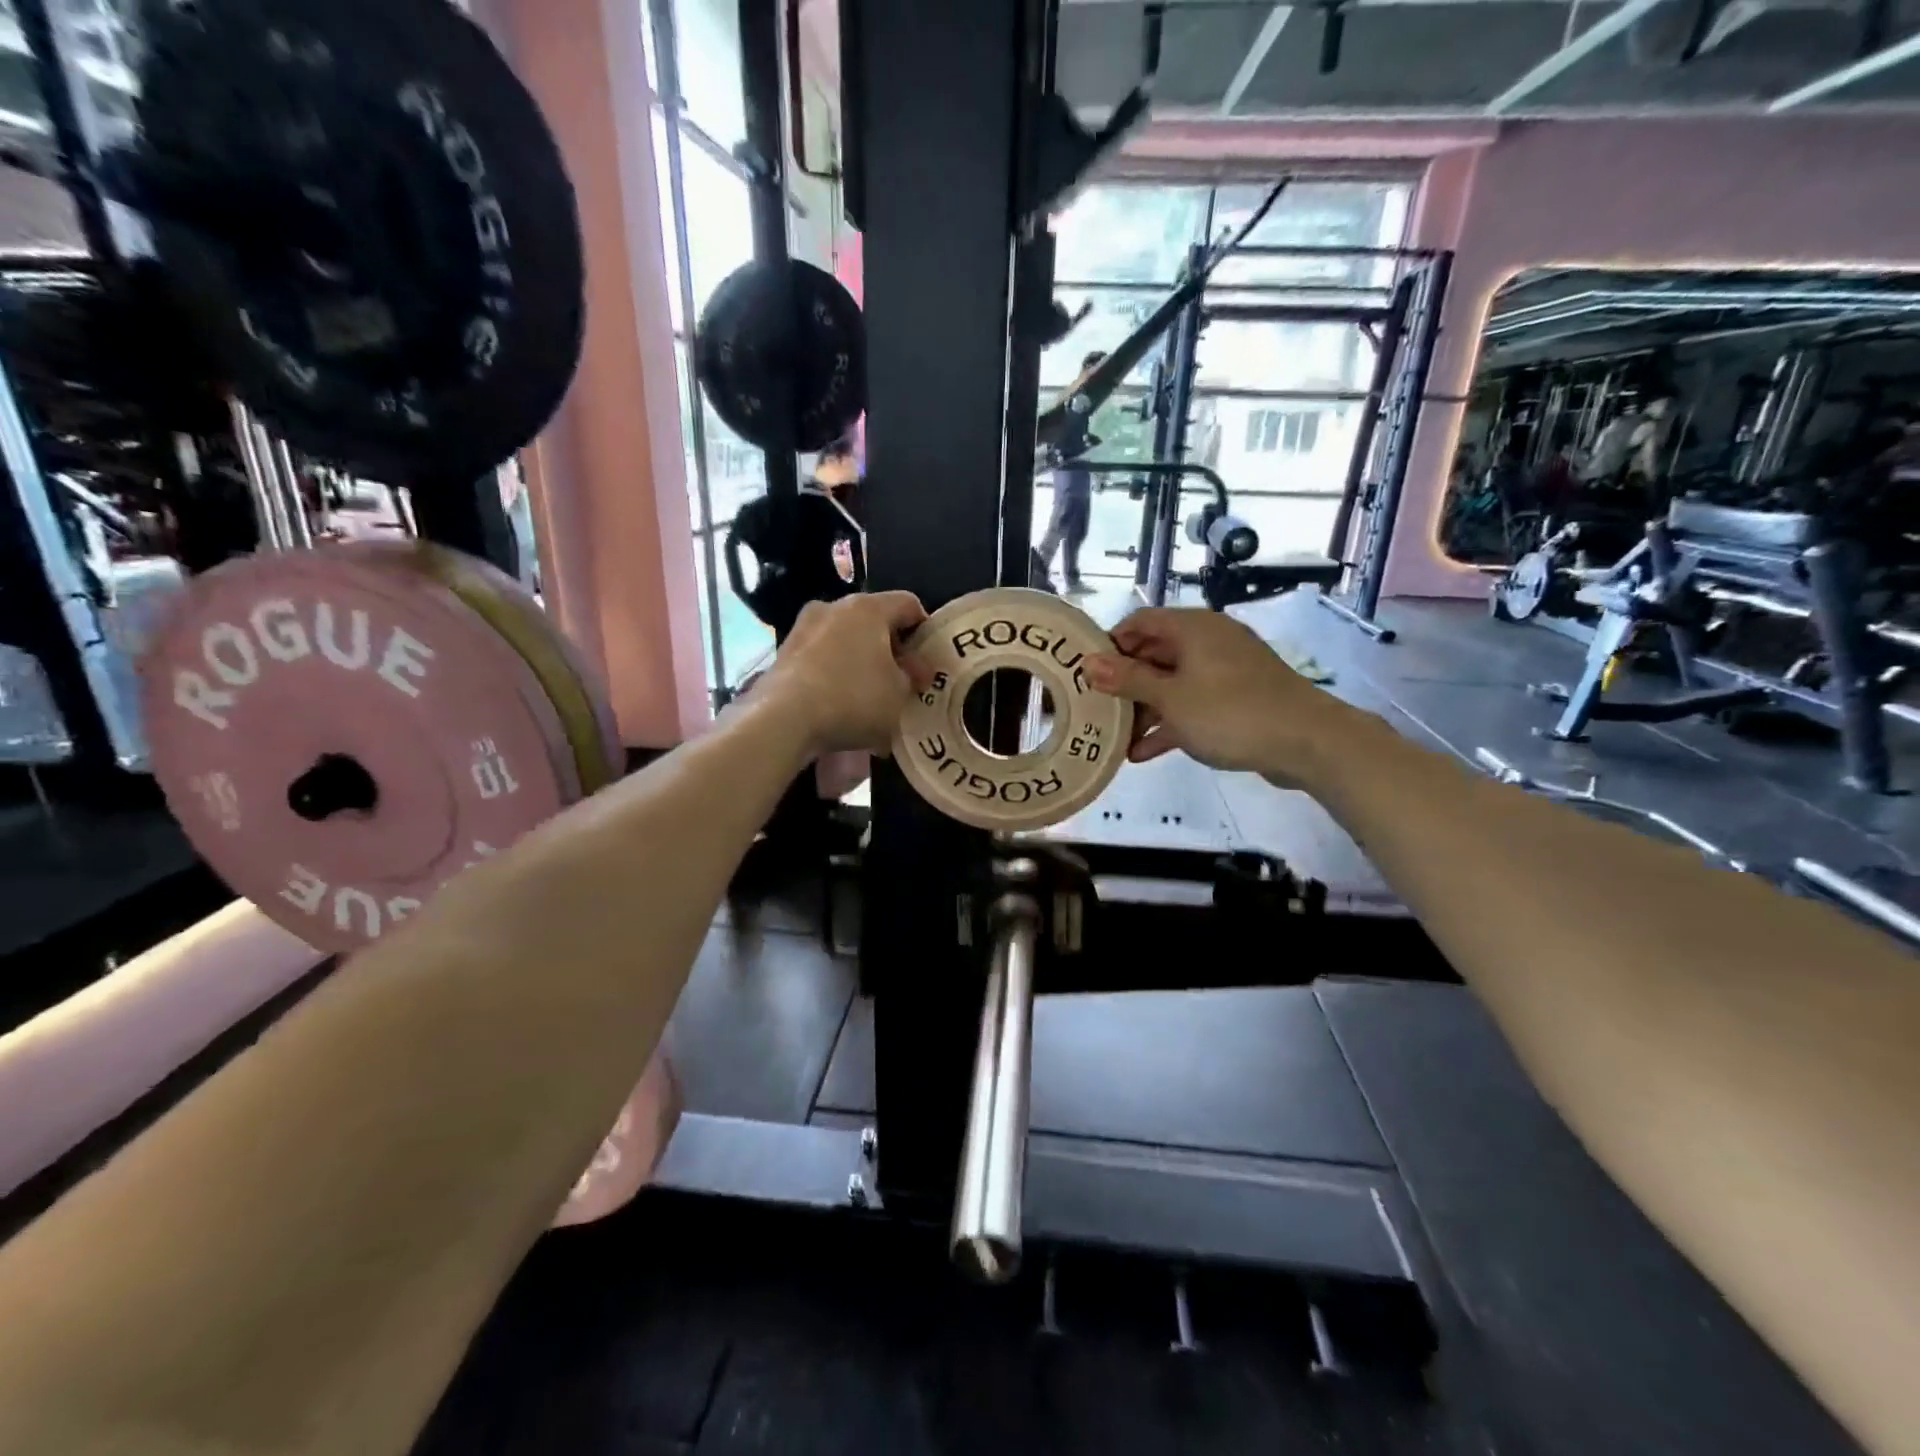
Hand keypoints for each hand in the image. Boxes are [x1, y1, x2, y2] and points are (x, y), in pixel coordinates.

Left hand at [762, 592, 927, 754]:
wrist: (783, 719)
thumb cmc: (853, 698)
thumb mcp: (899, 694)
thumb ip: (912, 677)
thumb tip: (913, 670)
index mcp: (868, 607)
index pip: (909, 604)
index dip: (924, 631)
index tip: (927, 662)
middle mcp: (833, 607)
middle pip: (874, 621)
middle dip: (891, 649)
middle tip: (902, 682)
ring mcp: (804, 628)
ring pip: (845, 639)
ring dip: (861, 662)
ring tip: (870, 697)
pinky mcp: (784, 652)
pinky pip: (822, 658)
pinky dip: (836, 674)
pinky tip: (841, 704)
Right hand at [1083, 608, 1359, 788]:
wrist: (1308, 741)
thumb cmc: (1231, 712)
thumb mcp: (1171, 698)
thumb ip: (1128, 680)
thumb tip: (1089, 663)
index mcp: (1191, 628)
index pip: (1139, 622)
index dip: (1110, 644)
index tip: (1085, 672)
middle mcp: (1207, 641)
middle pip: (1153, 654)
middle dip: (1124, 683)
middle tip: (1096, 709)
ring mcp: (1224, 670)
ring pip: (1172, 682)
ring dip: (1144, 709)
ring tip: (1115, 738)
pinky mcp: (1236, 697)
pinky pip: (1192, 703)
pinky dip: (1169, 722)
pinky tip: (1144, 753)